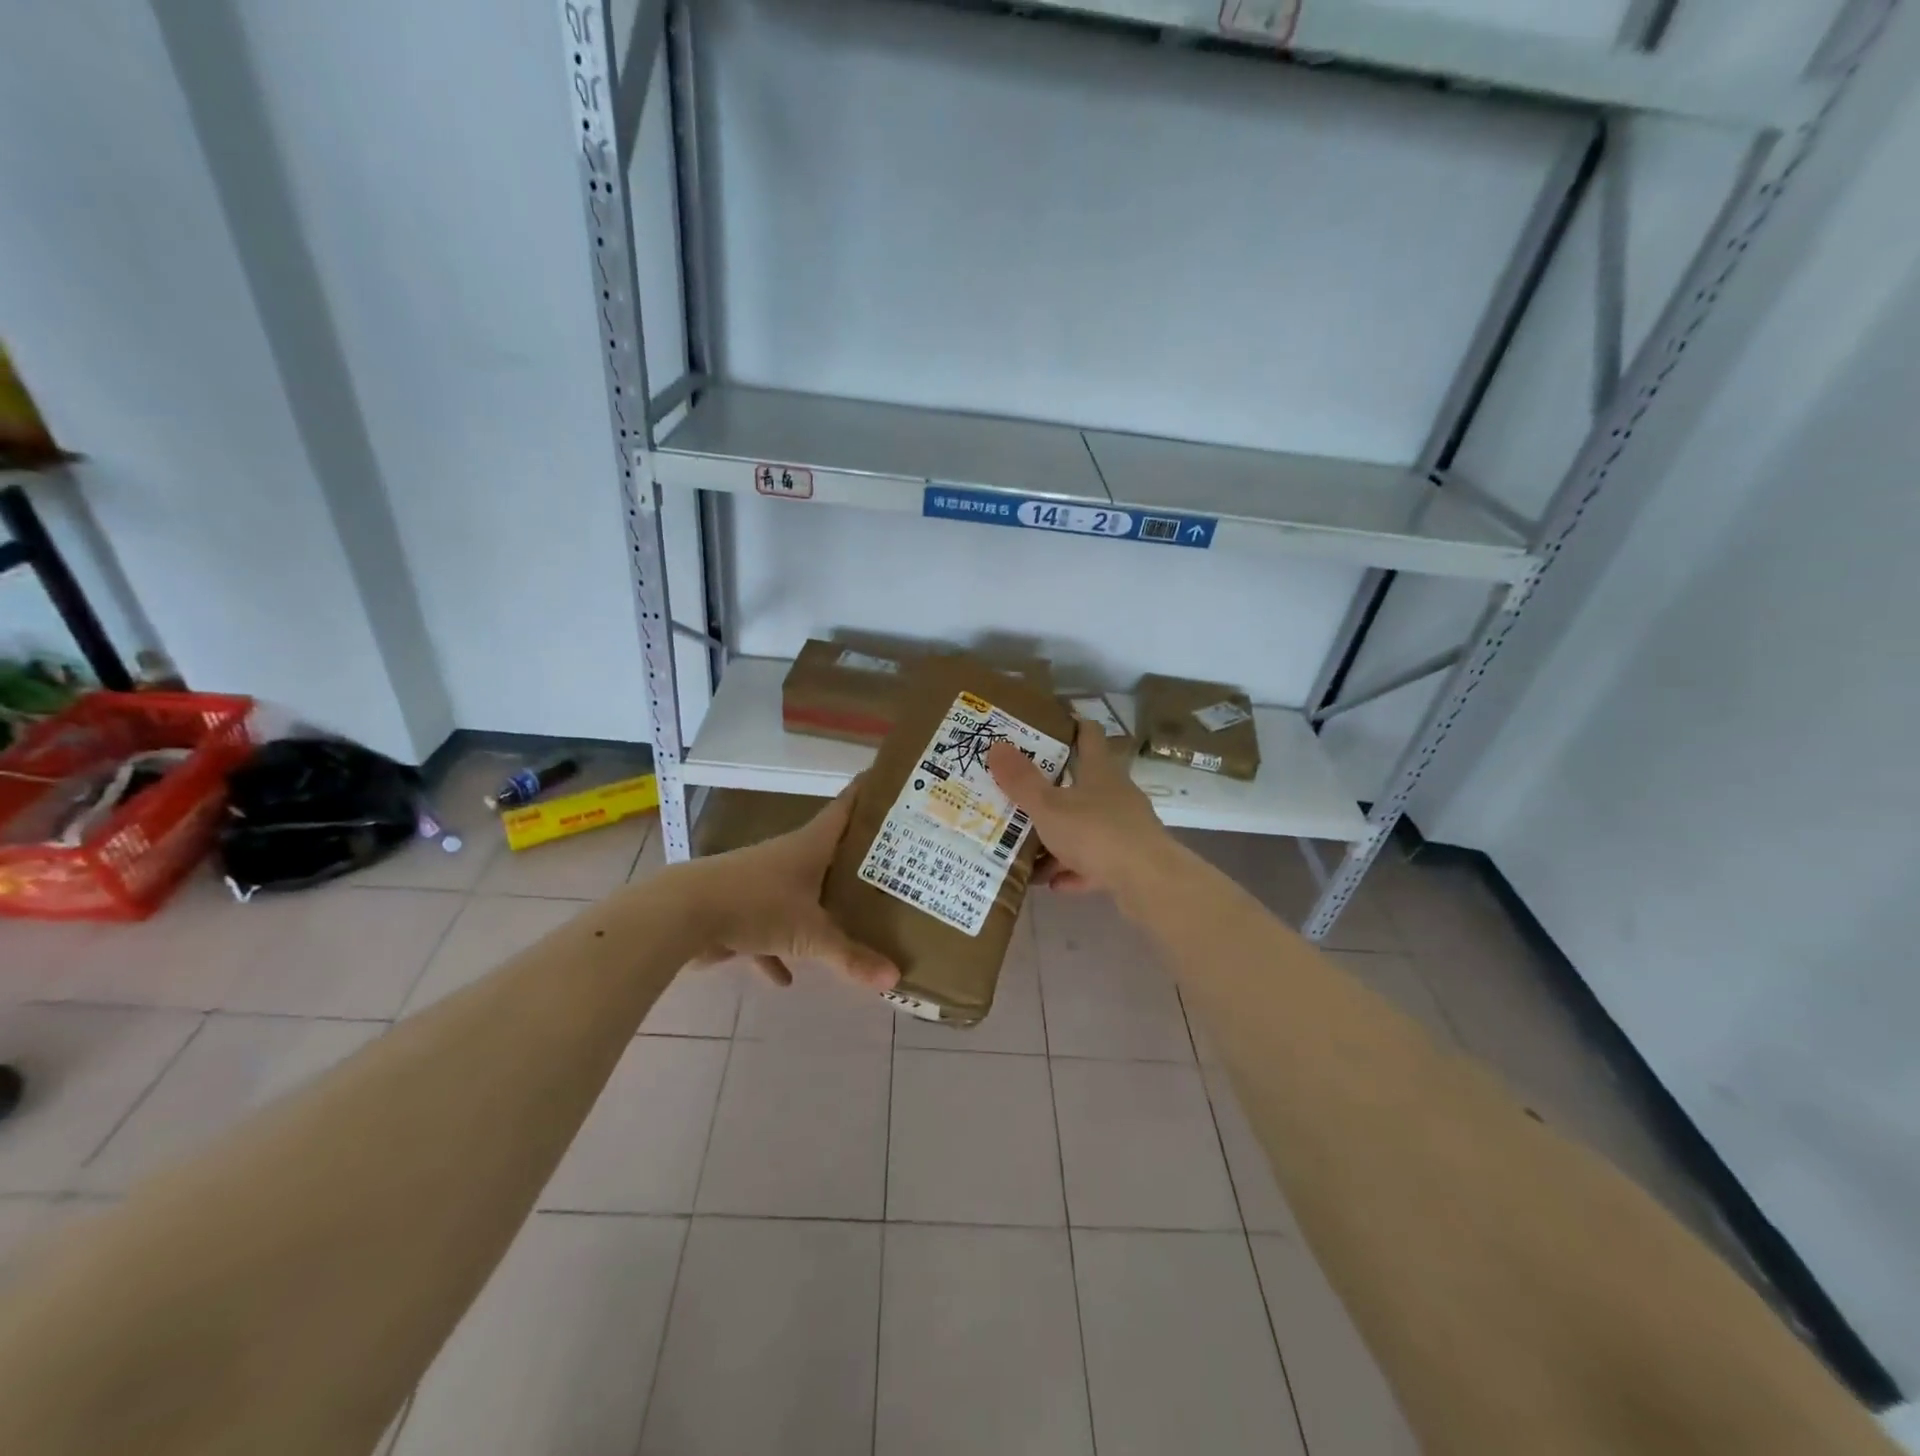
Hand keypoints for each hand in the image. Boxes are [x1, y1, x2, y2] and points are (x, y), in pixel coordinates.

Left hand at [681, 784, 898, 989]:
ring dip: (819, 908)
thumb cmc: (757, 906)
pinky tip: (786, 979)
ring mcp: (761, 881)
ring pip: (800, 892)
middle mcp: (789, 855)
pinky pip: (768, 929)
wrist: (682, 914)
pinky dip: (777, 951)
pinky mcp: (740, 908)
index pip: (846, 807)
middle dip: (856, 860)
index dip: (868, 792)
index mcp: (811, 845)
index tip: (893, 781)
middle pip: (829, 851)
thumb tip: (895, 978)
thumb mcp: (810, 935)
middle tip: (893, 863)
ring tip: (849, 922)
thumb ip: (851, 956)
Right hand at [988, 719, 1170, 896]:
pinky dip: (1072, 870)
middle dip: (1052, 789)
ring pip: (1085, 827)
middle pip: (1083, 783)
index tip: (1046, 725)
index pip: (1088, 735)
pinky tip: (1052, 882)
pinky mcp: (1128, 862)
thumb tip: (996, 745)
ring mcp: (1125, 829)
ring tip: (1026, 847)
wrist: (1148, 882)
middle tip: (1019, 791)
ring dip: (1058, 837)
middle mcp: (1116, 794)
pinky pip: (1093, 862)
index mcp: (1100, 771)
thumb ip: (1022, 781)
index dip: (1071, 726)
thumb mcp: (1049, 806)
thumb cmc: (1096, 832)